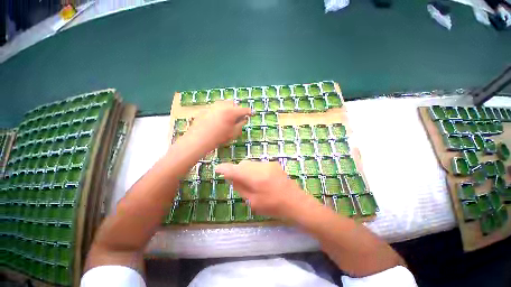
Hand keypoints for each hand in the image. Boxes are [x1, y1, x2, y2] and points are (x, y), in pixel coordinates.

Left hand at [186, 101, 250, 148]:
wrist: (199, 139)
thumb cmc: (219, 137)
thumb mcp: (233, 133)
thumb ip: (241, 124)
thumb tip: (244, 119)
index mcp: (231, 112)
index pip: (244, 109)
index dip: (249, 112)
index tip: (252, 114)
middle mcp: (223, 106)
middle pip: (233, 104)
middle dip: (237, 109)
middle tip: (238, 118)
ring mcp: (213, 106)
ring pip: (224, 104)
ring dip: (229, 109)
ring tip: (228, 118)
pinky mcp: (206, 109)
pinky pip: (216, 107)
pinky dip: (220, 111)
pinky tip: (218, 119)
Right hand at [215, 161, 317, 220]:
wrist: (295, 202)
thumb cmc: (273, 206)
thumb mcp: (253, 202)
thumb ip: (241, 187)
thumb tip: (231, 177)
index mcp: (255, 178)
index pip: (235, 170)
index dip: (224, 169)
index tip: (218, 169)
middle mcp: (260, 167)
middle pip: (242, 165)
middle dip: (237, 171)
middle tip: (238, 182)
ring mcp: (268, 164)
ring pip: (250, 164)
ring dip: (246, 170)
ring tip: (252, 182)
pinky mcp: (274, 164)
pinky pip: (258, 165)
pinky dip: (255, 170)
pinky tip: (261, 180)